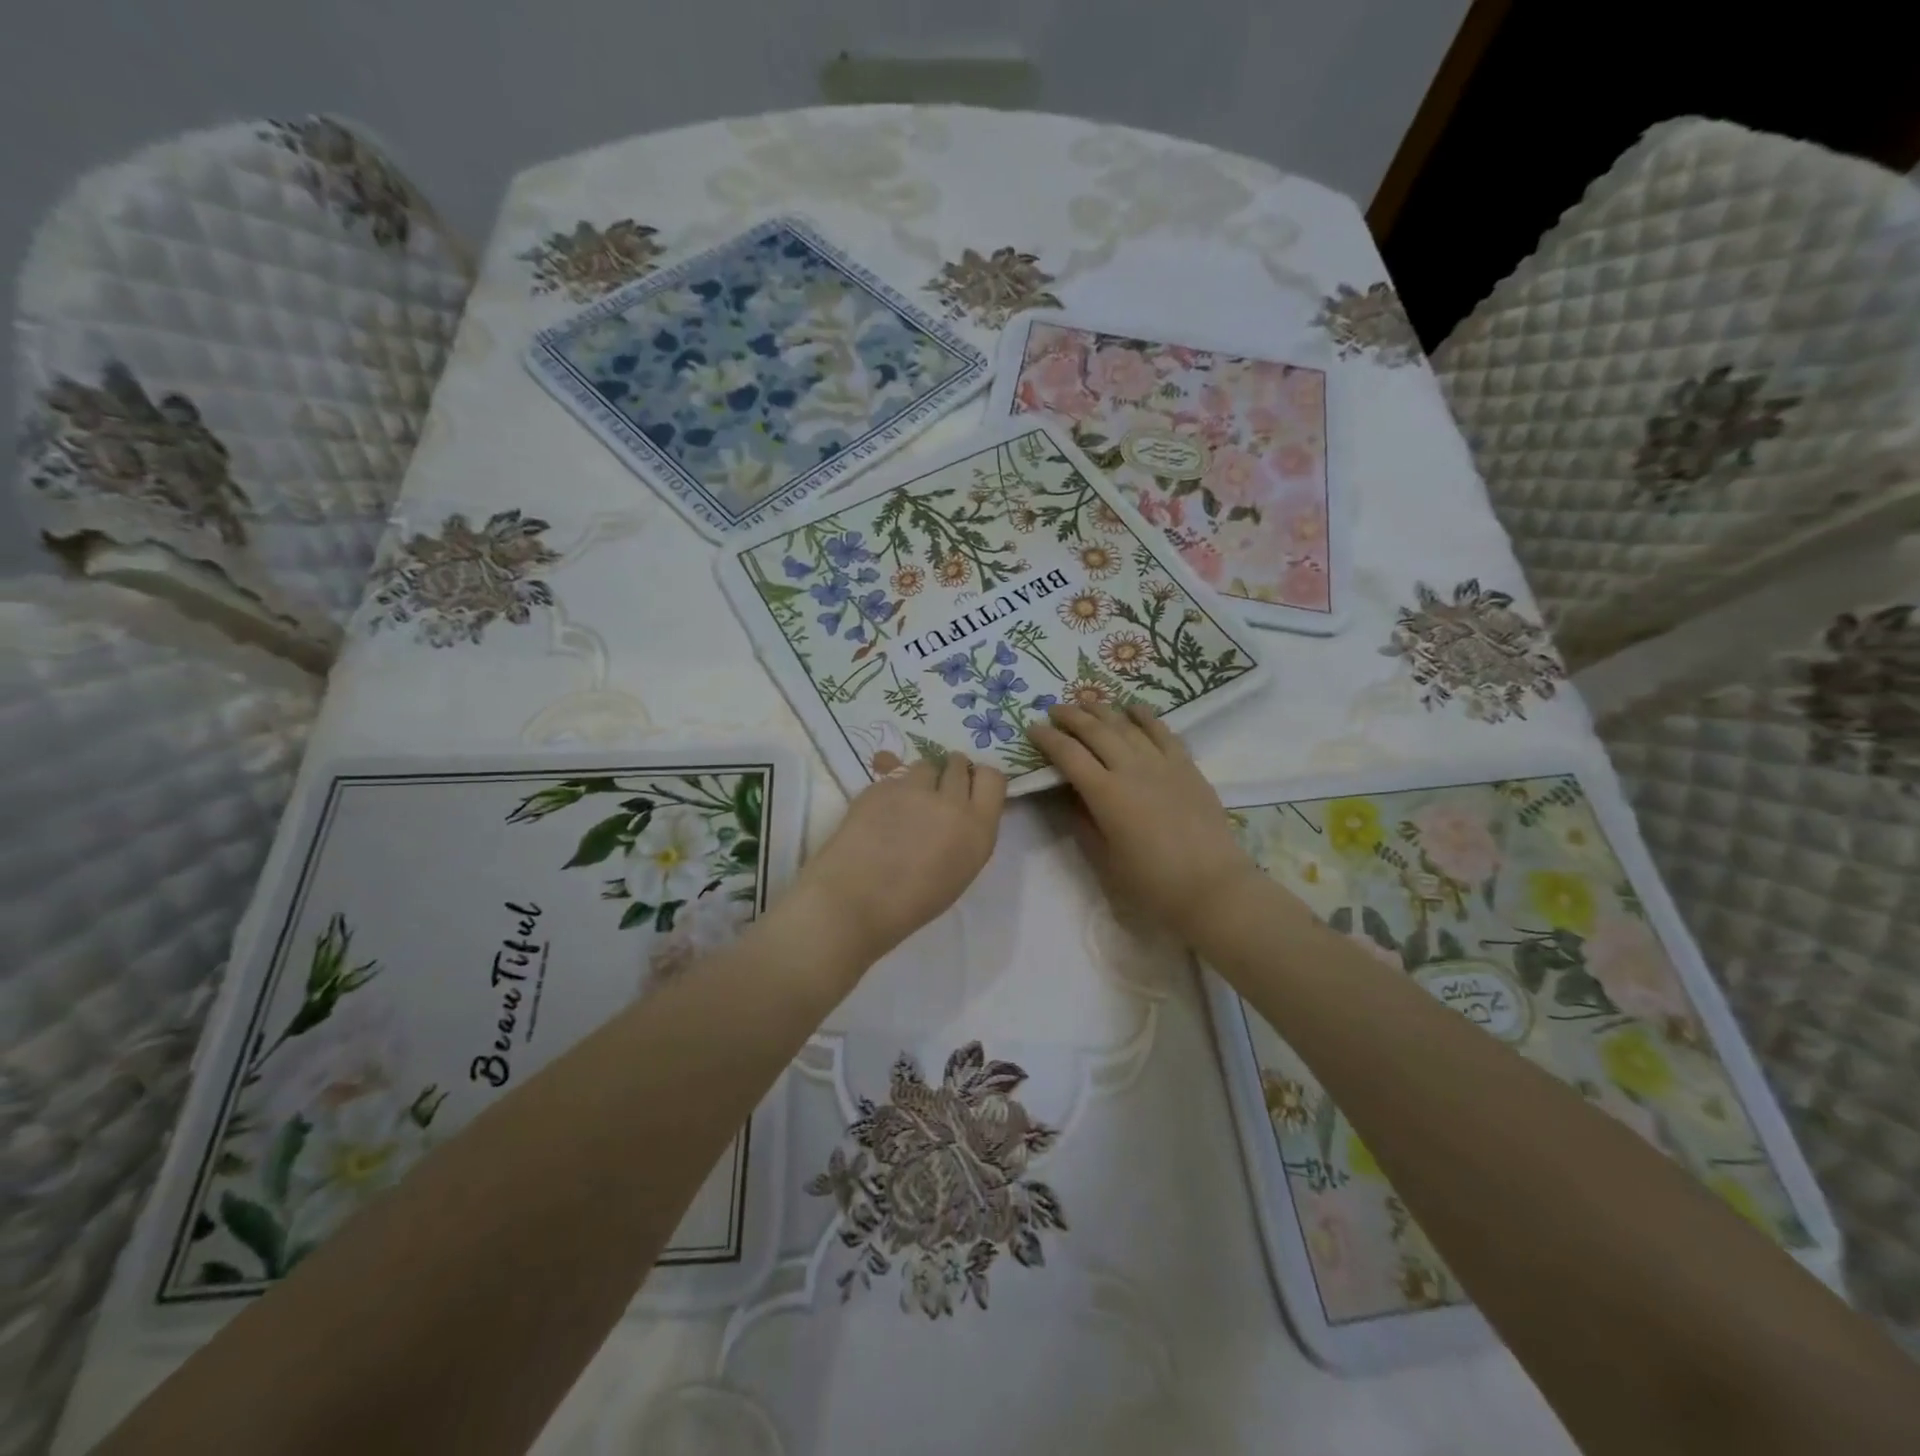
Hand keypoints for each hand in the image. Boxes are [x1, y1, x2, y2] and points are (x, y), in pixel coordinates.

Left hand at [795, 754, 1005, 960]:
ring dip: (920, 779)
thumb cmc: (912, 903)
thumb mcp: (959, 871)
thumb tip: (960, 812)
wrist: (856, 902)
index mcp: (977, 829)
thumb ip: (966, 833)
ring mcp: (913, 789)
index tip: (968, 789)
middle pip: (957, 764)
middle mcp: (951, 802)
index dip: (978, 779)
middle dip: (948, 774)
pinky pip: (893, 776)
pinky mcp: (880, 785)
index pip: (993, 777)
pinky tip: (878, 813)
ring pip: (924, 765)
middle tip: (935, 795)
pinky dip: (890, 789)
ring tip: (905, 804)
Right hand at [1028, 703, 1261, 942]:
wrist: (1213, 887)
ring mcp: (1162, 764)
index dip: (1048, 739)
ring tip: (1086, 701)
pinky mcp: (1186, 766)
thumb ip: (1083, 823)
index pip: (1069, 755)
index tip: (1032, 728)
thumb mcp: (1105, 859)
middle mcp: (1131, 769)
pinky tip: (1133, 707)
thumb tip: (1069, 796)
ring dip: (1103, 710)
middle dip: (1071, 717)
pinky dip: (1145, 716)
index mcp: (1106, 794)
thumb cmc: (1152, 883)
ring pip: (1127, 725)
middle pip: (1096, 731)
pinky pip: (1162, 732)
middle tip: (1054, 709)